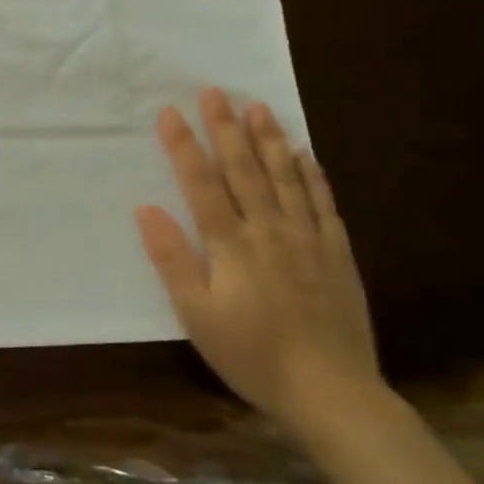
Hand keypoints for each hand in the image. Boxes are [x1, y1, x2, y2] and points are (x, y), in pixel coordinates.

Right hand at [134, 88, 385, 438]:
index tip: (170, 111)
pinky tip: (304, 155)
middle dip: (226, 128)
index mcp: (231, 245)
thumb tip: (146, 208)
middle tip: (215, 91)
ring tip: (258, 107)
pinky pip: (323, 203)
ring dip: (269, 140)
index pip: (202, 184)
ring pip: (286, 177)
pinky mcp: (337, 253)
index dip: (184, 146)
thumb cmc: (251, 354)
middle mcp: (270, 230)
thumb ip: (172, 259)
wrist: (331, 392)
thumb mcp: (196, 315)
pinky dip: (311, 175)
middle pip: (244, 170)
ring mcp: (308, 239)